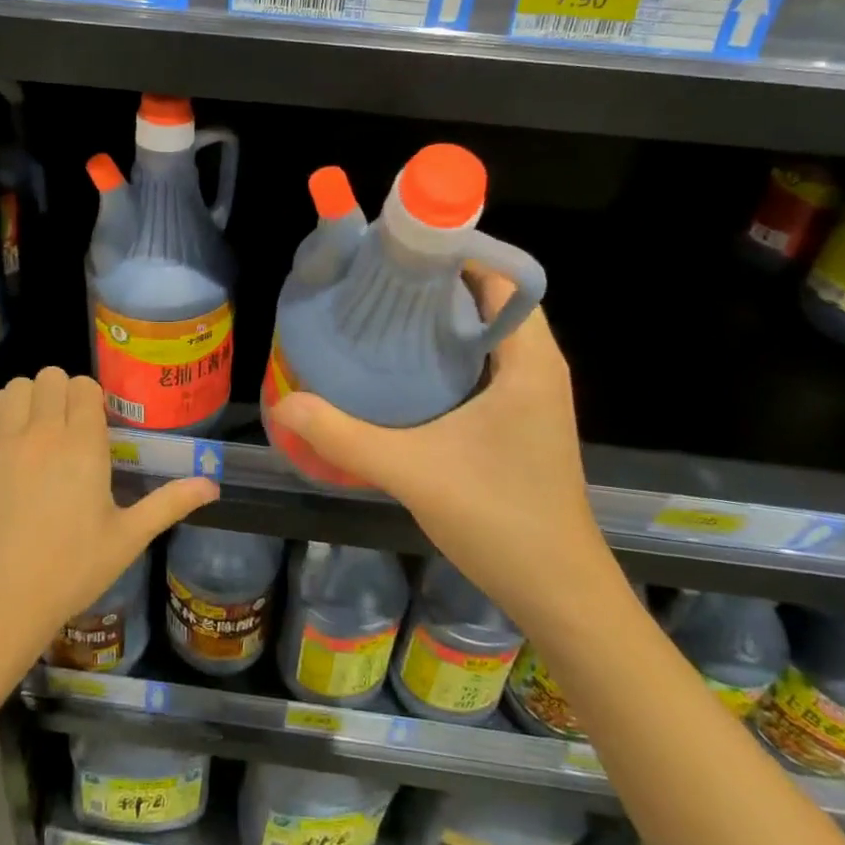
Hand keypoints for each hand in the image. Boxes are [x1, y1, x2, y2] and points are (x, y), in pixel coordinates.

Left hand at [0, 367, 219, 666]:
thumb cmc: (70, 571)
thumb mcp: (127, 539)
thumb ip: (170, 503)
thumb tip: (213, 485)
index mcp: (82, 447)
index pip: (85, 386)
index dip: (92, 399)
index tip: (95, 425)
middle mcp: (42, 433)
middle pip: (51, 377)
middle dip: (63, 393)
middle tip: (68, 426)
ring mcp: (3, 443)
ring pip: (17, 386)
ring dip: (30, 398)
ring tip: (36, 428)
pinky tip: (6, 433)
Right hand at [269, 271, 608, 623]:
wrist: (559, 593)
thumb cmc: (500, 519)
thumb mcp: (413, 471)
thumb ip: (345, 436)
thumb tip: (285, 403)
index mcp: (528, 360)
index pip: (499, 278)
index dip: (453, 255)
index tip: (398, 250)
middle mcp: (538, 365)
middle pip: (489, 300)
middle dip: (437, 284)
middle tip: (377, 279)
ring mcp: (533, 393)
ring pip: (487, 332)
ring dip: (443, 318)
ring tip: (383, 311)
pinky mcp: (522, 417)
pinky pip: (486, 361)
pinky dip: (450, 350)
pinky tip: (405, 366)